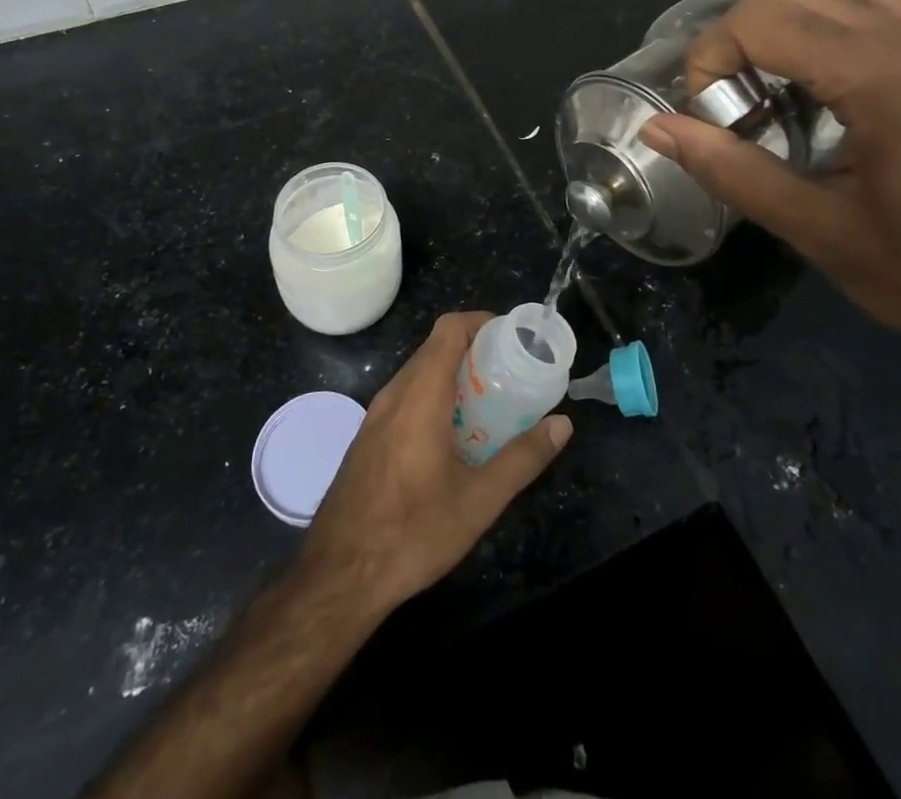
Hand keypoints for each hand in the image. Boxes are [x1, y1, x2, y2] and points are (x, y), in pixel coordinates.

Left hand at [299, 313, 571, 615]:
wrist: (337, 578)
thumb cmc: (412, 533)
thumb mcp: (479, 500)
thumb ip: (523, 458)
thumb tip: (563, 424)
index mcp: (420, 395)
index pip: (449, 329)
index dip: (481, 322)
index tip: (512, 339)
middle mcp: (394, 394)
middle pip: (435, 348)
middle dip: (475, 351)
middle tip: (511, 374)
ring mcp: (375, 416)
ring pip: (418, 373)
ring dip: (453, 376)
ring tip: (489, 403)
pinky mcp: (367, 438)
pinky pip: (405, 397)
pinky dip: (434, 396)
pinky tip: (454, 436)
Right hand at [638, 0, 900, 382]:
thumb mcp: (818, 231)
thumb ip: (731, 170)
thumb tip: (656, 127)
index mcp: (881, 77)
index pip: (762, 19)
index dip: (710, 57)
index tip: (704, 116)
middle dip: (737, 39)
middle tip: (731, 108)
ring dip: (782, 16)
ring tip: (769, 80)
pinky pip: (874, 0)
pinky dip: (826, 15)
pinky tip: (817, 76)